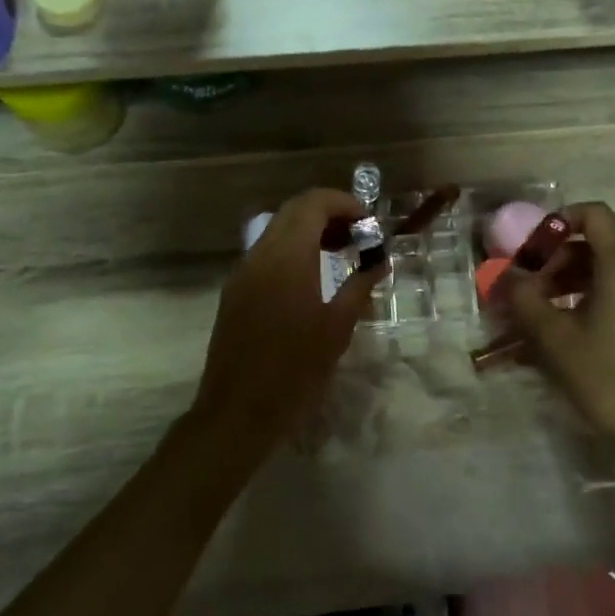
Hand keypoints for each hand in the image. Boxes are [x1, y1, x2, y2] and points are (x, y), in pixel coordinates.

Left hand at [191, 189, 385, 452]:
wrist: (238, 412)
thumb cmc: (295, 371)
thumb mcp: (337, 328)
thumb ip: (360, 286)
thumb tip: (379, 262)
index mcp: (287, 258)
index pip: (313, 204)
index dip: (343, 203)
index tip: (368, 223)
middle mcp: (259, 255)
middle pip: (293, 211)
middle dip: (328, 214)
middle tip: (358, 236)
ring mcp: (242, 273)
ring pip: (277, 230)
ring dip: (309, 231)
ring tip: (340, 253)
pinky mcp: (234, 291)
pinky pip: (265, 254)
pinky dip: (292, 250)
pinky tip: (312, 278)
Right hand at [503, 202, 614, 472]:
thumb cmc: (605, 378)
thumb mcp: (554, 338)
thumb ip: (524, 298)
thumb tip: (505, 275)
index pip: (595, 215)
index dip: (561, 219)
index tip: (533, 245)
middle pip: (598, 246)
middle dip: (558, 260)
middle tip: (529, 288)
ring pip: (611, 272)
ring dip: (574, 281)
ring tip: (545, 311)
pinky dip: (596, 297)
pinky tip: (574, 328)